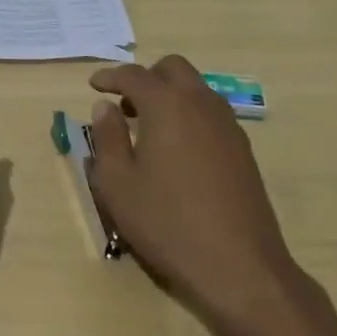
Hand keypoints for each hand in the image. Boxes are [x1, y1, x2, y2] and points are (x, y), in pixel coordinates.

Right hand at [87, 54, 301, 325]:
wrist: (239, 266)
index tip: (93, 85)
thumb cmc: (167, 222)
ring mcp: (228, 126)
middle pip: (172, 69)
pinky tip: (176, 150)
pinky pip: (210, 113)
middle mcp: (201, 104)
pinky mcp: (243, 150)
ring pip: (196, 89)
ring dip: (169, 95)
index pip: (134, 75)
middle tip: (124, 105)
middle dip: (146, 78)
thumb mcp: (118, 183)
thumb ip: (107, 138)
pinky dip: (188, 115)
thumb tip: (104, 107)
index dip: (110, 76)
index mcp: (167, 105)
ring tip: (147, 129)